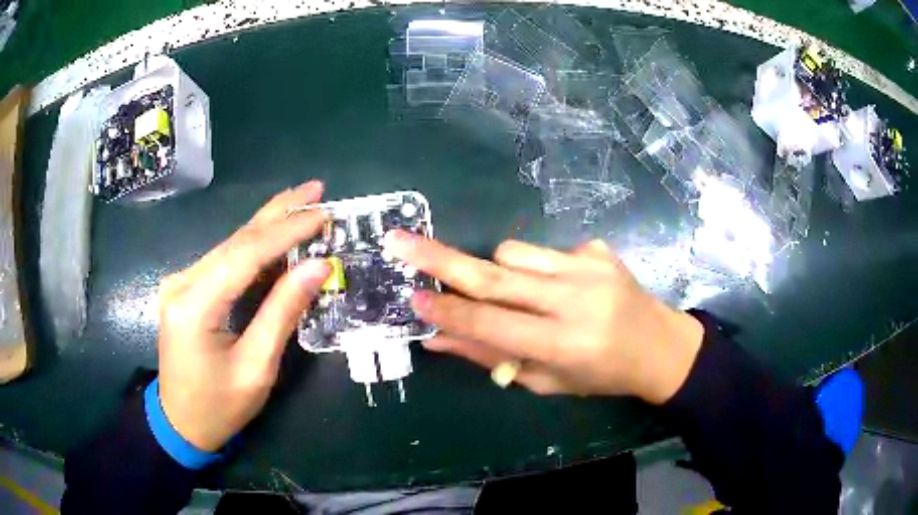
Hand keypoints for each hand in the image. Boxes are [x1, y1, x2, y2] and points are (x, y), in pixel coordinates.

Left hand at [156, 181, 330, 450]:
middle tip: (315, 189)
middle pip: (235, 239)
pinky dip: (254, 247)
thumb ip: (283, 313)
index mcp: (195, 306)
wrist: (181, 423)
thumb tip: (318, 267)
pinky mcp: (186, 289)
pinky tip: (275, 236)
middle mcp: (182, 283)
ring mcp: (181, 283)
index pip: (246, 255)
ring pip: (230, 246)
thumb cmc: (220, 407)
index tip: (323, 213)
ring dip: (268, 225)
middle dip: (278, 213)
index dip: (287, 231)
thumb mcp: (257, 368)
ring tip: (303, 205)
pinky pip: (223, 261)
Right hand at [384, 231, 704, 403]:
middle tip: (398, 242)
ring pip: (513, 252)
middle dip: (439, 259)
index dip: (448, 314)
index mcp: (565, 344)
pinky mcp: (598, 249)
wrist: (658, 345)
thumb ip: (491, 357)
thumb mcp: (546, 381)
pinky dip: (536, 268)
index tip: (411, 299)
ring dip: (498, 271)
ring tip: (519, 294)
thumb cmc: (601, 375)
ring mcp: (589, 267)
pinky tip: (562, 287)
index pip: (491, 325)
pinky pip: (544, 251)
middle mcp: (576, 300)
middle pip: (495, 275)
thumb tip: (436, 339)